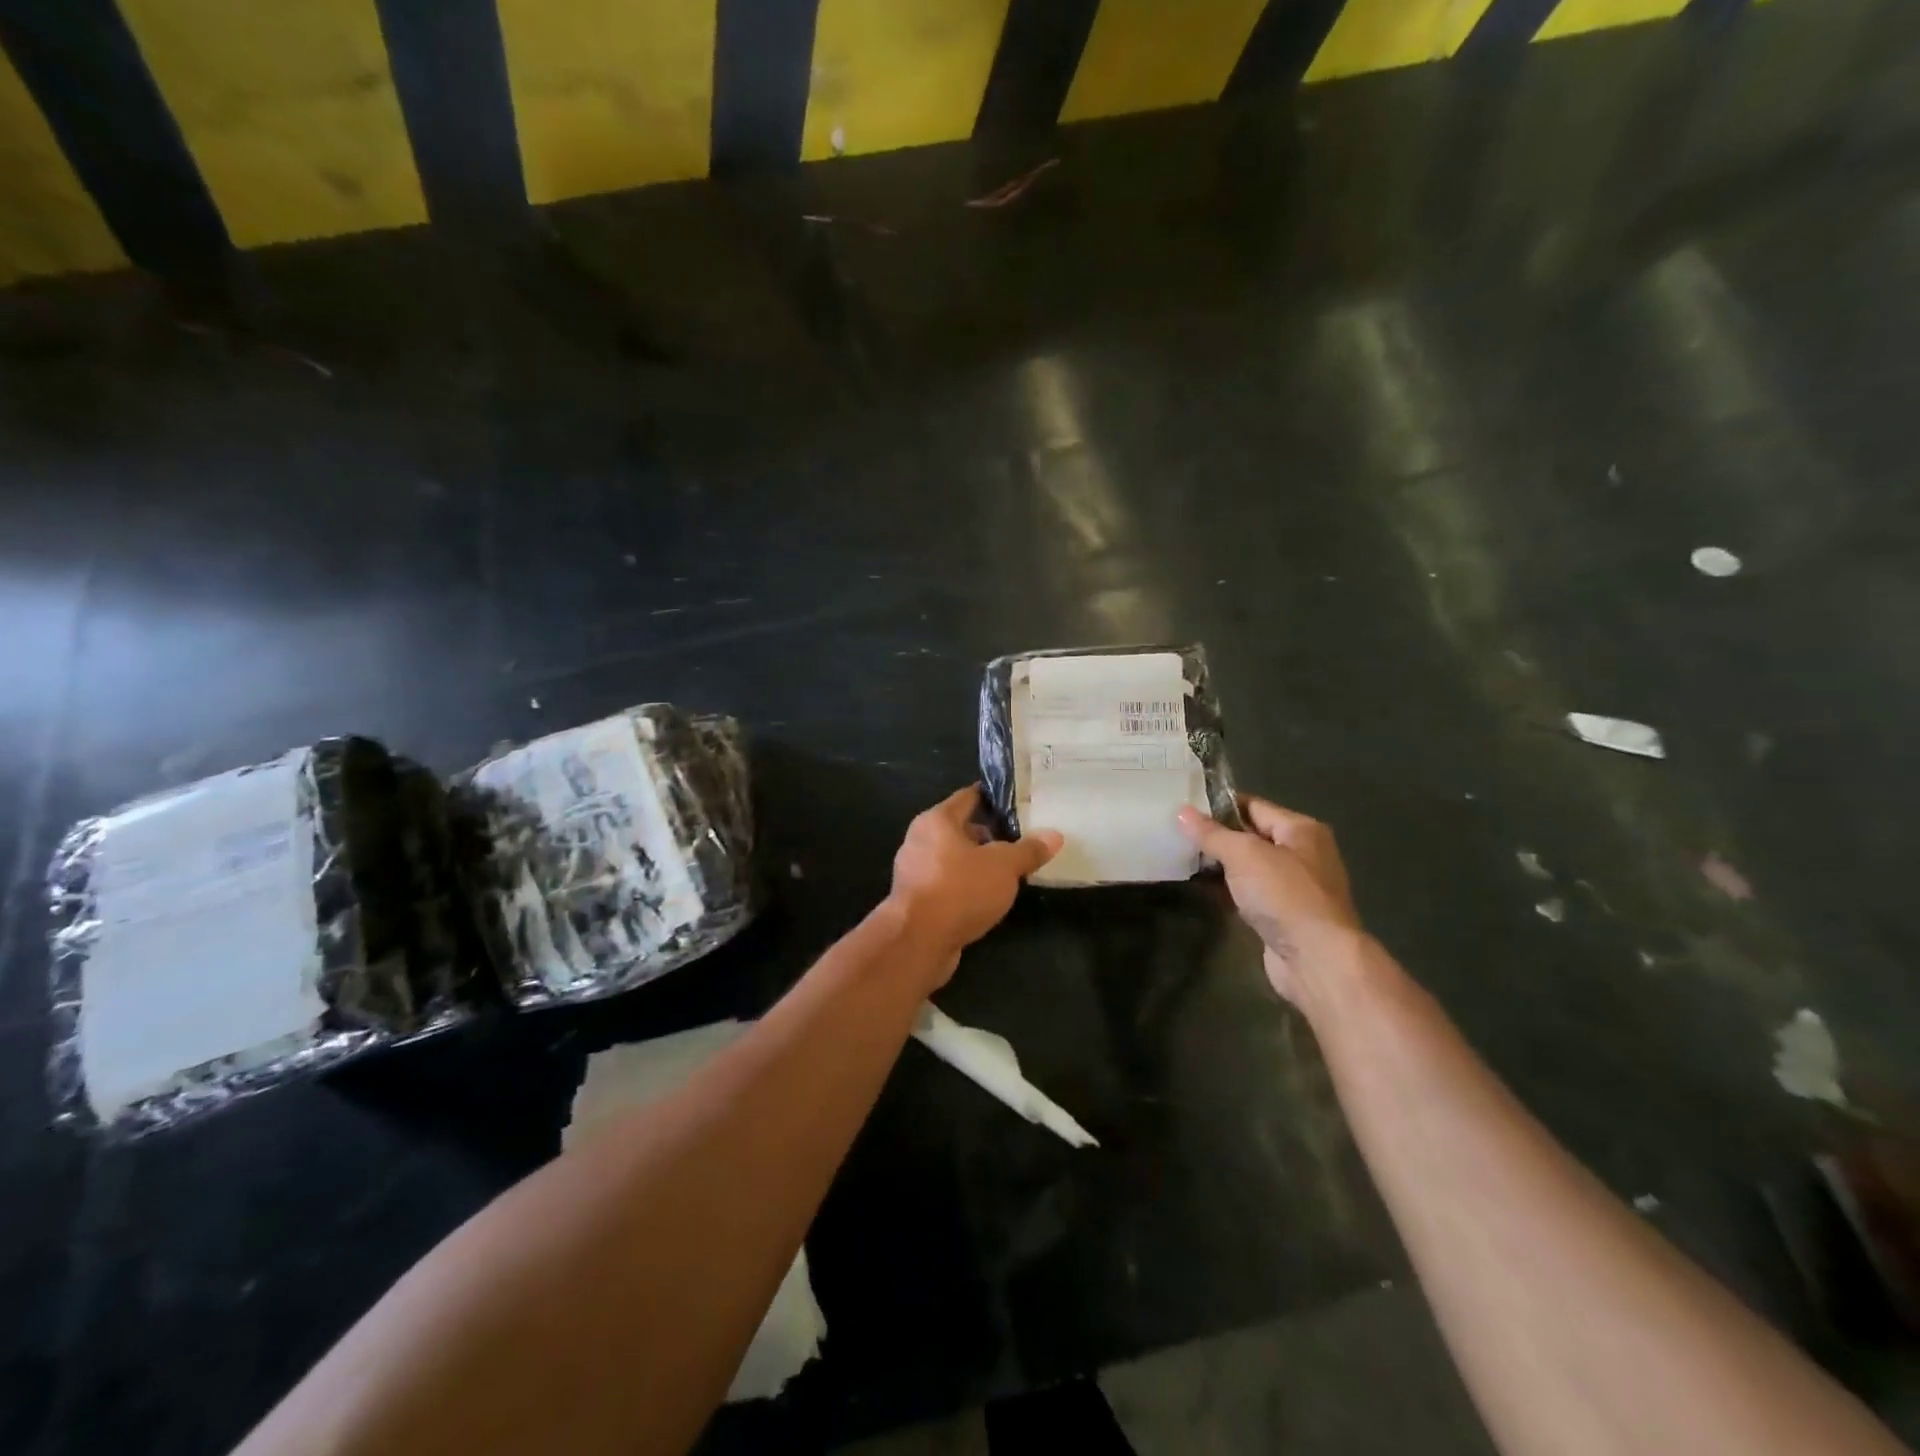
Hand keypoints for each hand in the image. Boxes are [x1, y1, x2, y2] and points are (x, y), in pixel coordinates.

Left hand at [888, 787, 1062, 978]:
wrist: (918, 942)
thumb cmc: (959, 890)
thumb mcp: (1004, 866)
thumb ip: (1028, 850)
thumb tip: (1055, 835)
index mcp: (937, 820)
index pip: (969, 797)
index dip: (994, 798)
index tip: (1019, 802)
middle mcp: (920, 840)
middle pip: (961, 829)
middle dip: (991, 835)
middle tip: (1022, 839)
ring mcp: (914, 872)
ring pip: (954, 859)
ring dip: (979, 864)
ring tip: (1011, 870)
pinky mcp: (916, 901)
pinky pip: (948, 884)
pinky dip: (967, 887)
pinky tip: (988, 897)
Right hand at [1177, 796, 1361, 1005]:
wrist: (1317, 960)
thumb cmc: (1285, 896)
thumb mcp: (1244, 855)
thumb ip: (1212, 833)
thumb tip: (1181, 811)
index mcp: (1301, 830)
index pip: (1253, 805)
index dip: (1218, 805)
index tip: (1183, 807)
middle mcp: (1303, 854)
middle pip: (1251, 835)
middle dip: (1216, 836)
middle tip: (1176, 833)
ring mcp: (1295, 887)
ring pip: (1249, 867)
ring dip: (1220, 865)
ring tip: (1182, 858)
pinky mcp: (1284, 915)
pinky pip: (1250, 892)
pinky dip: (1228, 890)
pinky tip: (1201, 889)